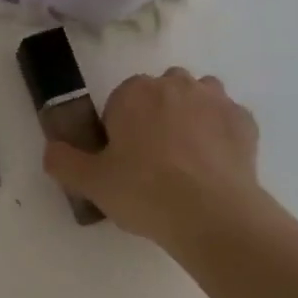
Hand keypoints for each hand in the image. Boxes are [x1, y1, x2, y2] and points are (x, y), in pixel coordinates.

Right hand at [43, 67, 268, 248]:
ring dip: (190, 121)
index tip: (122, 162)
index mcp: (135, 92)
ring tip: (186, 164)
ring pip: (196, 101)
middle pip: (159, 96)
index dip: (119, 132)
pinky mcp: (245, 121)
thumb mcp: (91, 183)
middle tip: (152, 164)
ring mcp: (215, 99)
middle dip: (155, 119)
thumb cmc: (144, 192)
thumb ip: (63, 161)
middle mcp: (176, 84)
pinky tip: (213, 169)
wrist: (211, 213)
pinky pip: (225, 122)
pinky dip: (219, 138)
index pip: (119, 102)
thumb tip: (52, 149)